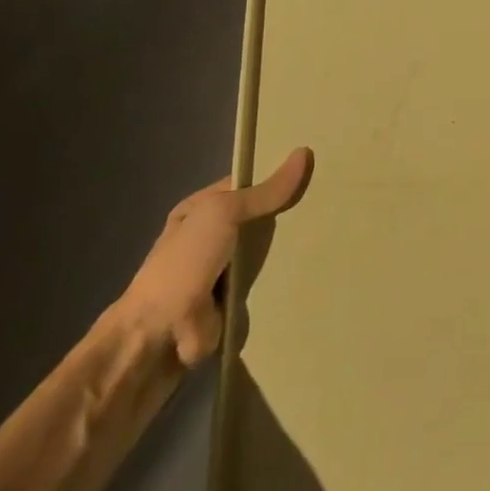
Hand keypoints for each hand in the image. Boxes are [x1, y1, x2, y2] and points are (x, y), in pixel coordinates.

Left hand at [118, 148, 312, 366]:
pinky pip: (266, 284)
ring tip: (333, 236)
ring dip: (289, 250)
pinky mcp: (232, 304)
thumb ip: (264, 192)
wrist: (156, 338)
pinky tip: (316, 270)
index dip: (277, 176)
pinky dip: (284, 281)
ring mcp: (221, 273)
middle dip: (288, 214)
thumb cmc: (185, 265)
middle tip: (332, 202)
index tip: (316, 170)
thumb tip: (304, 152)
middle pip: (259, 219)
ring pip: (266, 253)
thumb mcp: (224, 214)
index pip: (247, 184)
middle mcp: (209, 238)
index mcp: (200, 209)